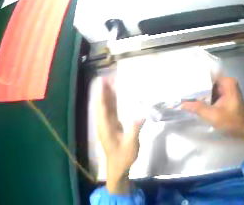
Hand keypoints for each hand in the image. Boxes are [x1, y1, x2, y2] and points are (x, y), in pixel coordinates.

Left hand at [94, 77, 143, 193]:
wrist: (118, 166)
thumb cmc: (123, 156)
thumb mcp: (130, 144)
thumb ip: (134, 129)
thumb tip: (141, 114)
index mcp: (106, 127)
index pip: (102, 107)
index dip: (102, 94)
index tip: (102, 81)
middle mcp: (104, 124)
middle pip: (102, 104)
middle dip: (103, 90)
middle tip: (108, 77)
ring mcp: (106, 125)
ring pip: (105, 107)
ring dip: (107, 95)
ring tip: (110, 82)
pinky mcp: (111, 127)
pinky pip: (110, 111)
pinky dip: (111, 102)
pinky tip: (115, 96)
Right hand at [182, 77, 243, 161]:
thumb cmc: (232, 122)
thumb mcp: (213, 115)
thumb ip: (197, 108)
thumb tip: (180, 104)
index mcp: (227, 82)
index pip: (207, 76)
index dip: (194, 80)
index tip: (181, 82)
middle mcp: (227, 84)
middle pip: (207, 83)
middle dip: (195, 88)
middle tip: (179, 90)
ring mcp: (226, 91)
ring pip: (208, 90)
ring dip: (198, 95)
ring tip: (182, 96)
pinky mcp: (224, 99)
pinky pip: (211, 96)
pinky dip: (203, 100)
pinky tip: (191, 102)